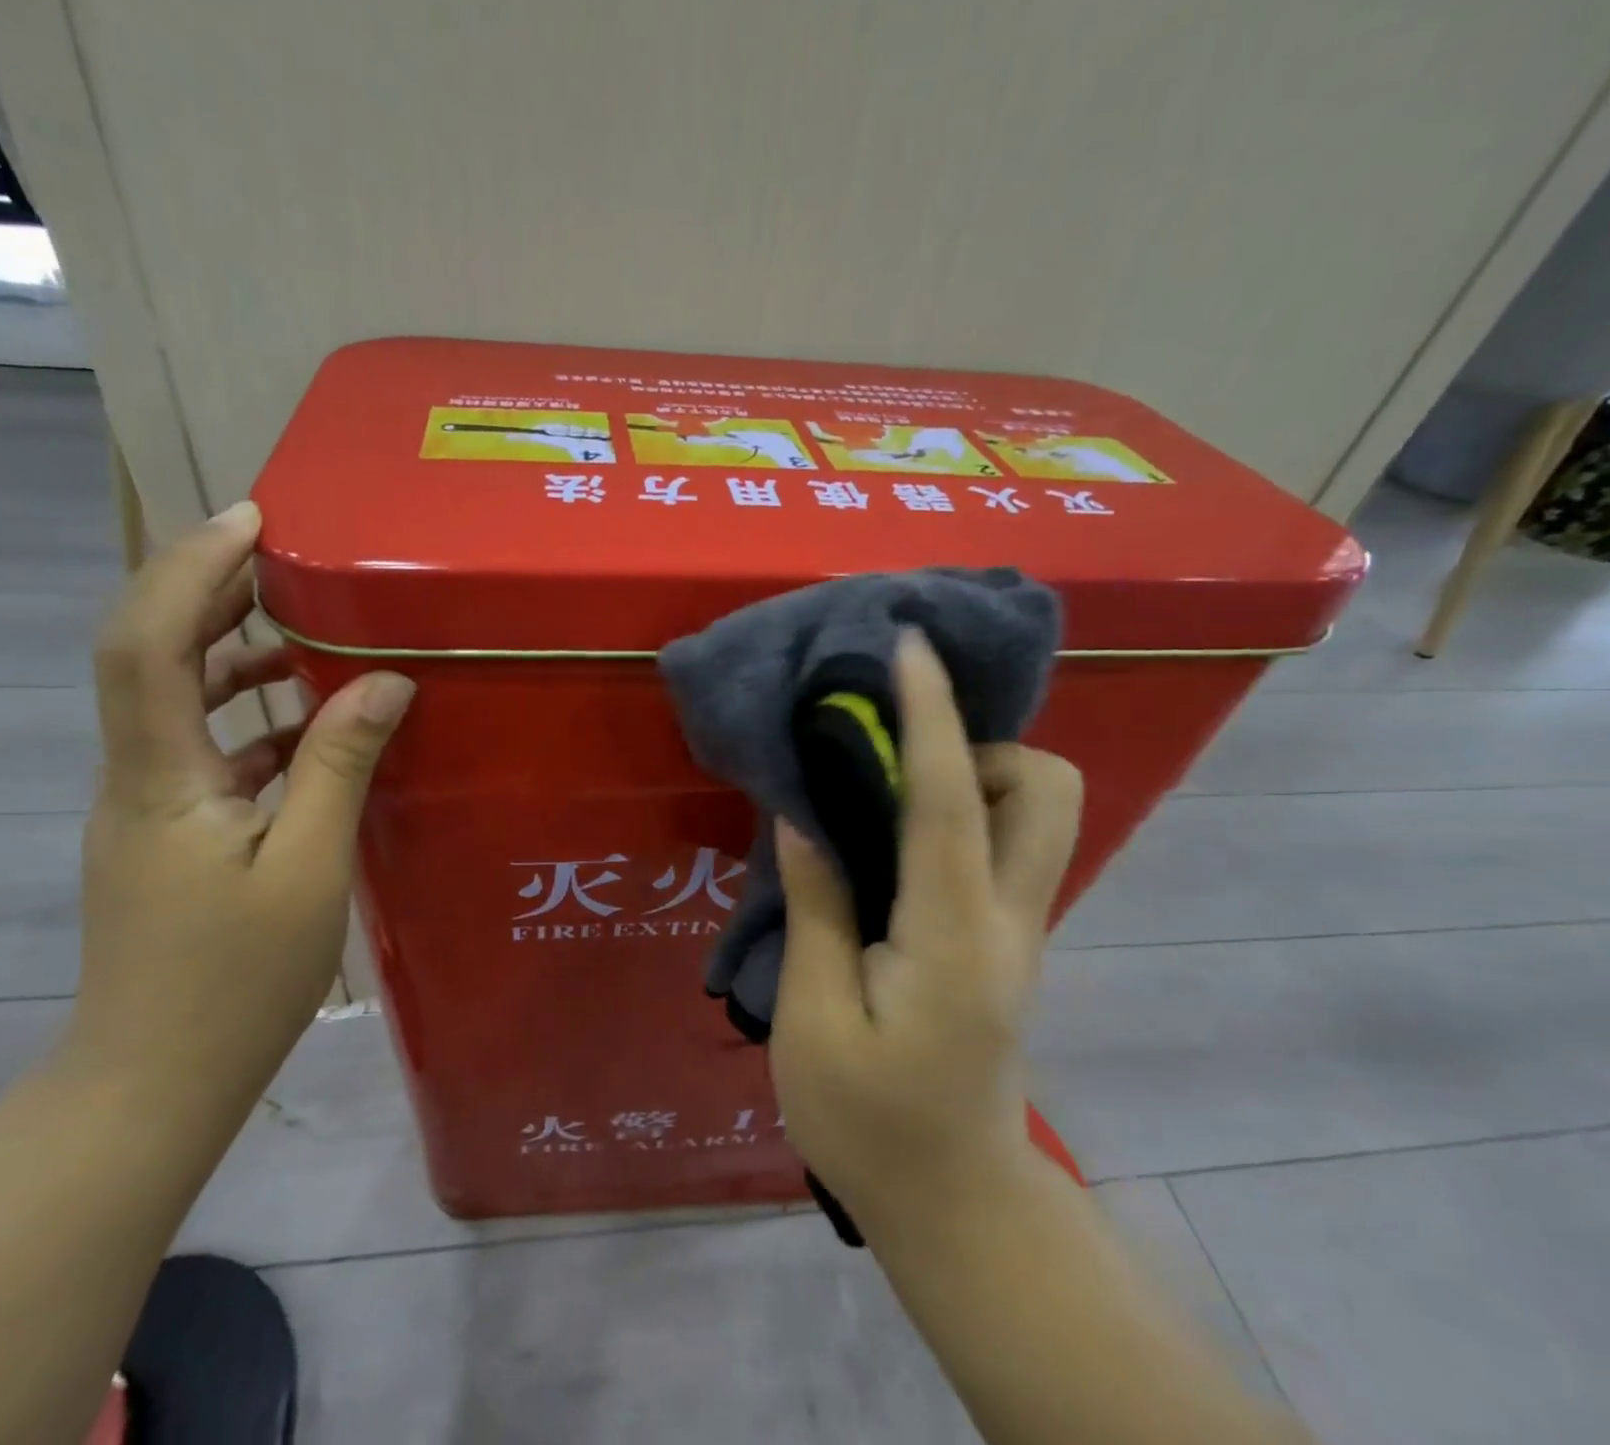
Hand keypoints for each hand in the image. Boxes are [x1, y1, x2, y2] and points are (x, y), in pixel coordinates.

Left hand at [64, 502, 413, 1108]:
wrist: (155, 1081)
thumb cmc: (235, 979)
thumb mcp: (309, 866)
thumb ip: (341, 763)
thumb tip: (387, 681)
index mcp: (161, 776)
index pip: (148, 640)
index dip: (190, 568)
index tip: (253, 522)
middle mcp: (138, 775)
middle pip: (150, 653)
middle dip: (209, 591)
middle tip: (285, 558)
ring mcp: (149, 804)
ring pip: (177, 700)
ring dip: (232, 653)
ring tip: (306, 629)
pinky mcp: (170, 831)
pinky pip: (206, 749)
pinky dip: (253, 720)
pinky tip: (312, 729)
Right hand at [768, 629, 1081, 1233]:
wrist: (955, 1205)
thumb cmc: (867, 1124)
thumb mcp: (815, 1020)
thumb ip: (818, 908)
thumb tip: (806, 815)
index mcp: (952, 940)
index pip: (947, 802)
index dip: (930, 715)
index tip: (909, 648)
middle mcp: (1008, 921)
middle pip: (1048, 791)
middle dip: (978, 749)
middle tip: (897, 771)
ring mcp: (1019, 931)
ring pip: (1037, 813)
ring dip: (971, 778)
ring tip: (885, 805)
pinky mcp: (1007, 940)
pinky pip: (1002, 844)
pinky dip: (960, 812)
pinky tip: (892, 840)